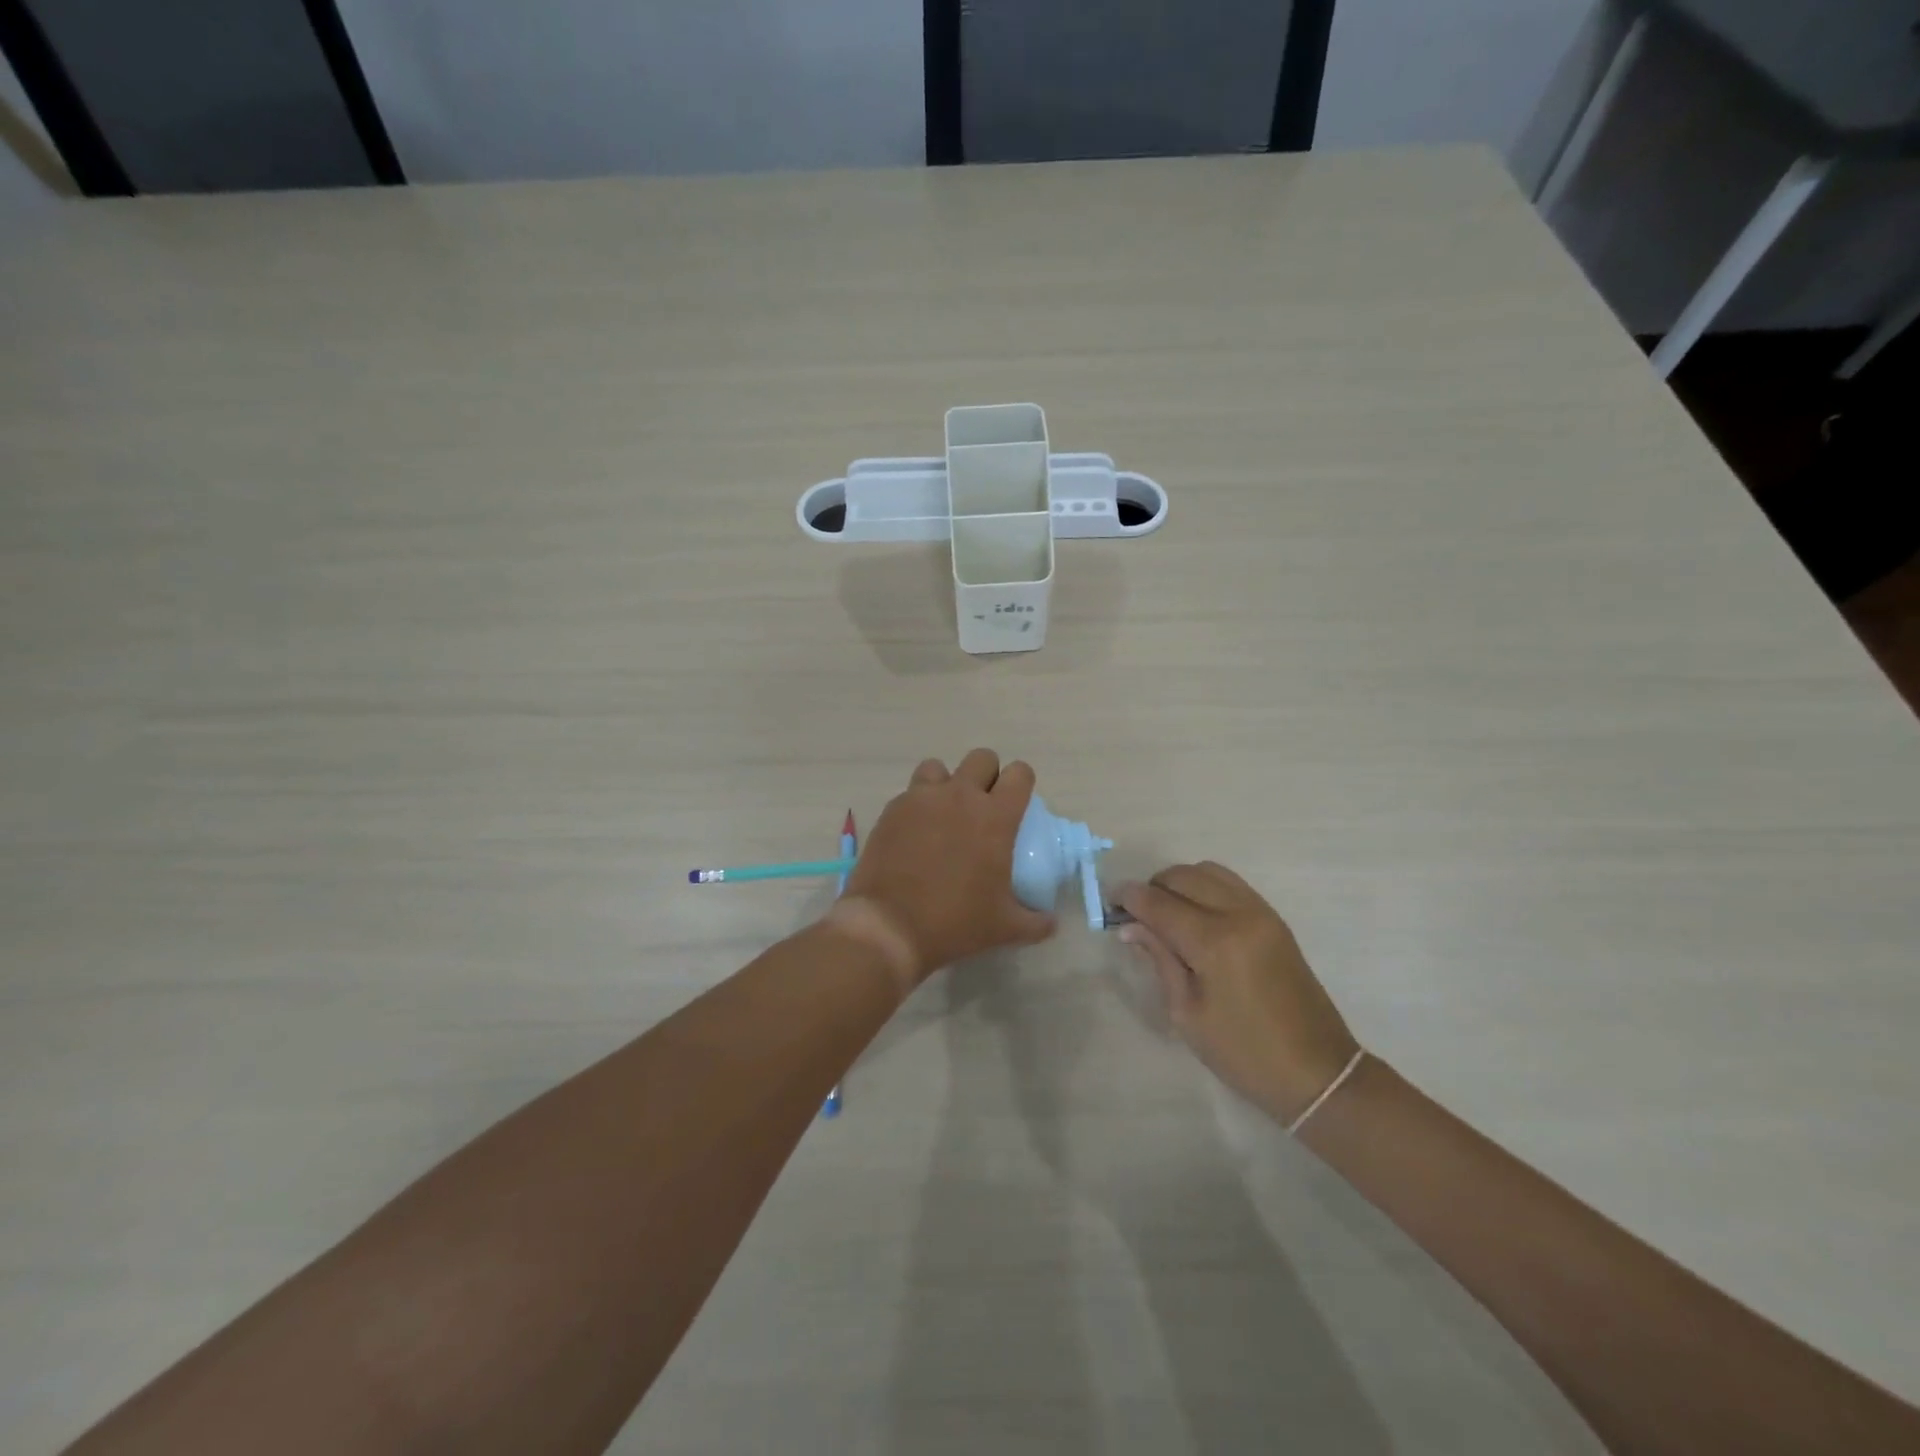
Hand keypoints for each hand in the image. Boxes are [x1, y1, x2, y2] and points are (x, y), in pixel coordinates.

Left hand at [839, 750, 1055, 984]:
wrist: (889, 926)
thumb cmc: (955, 922)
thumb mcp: (1004, 928)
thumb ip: (1035, 922)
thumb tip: (1051, 923)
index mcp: (995, 817)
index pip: (1020, 773)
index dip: (1022, 784)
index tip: (1017, 804)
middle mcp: (960, 796)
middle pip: (982, 758)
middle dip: (987, 776)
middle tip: (983, 807)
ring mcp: (922, 798)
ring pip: (939, 767)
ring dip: (946, 783)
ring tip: (944, 813)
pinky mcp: (893, 809)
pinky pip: (910, 792)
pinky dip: (918, 805)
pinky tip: (915, 833)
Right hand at [1118, 863, 1358, 1124]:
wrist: (1317, 1072)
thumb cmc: (1244, 1054)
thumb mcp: (1187, 1014)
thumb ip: (1160, 960)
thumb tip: (1131, 927)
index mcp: (1214, 943)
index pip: (1159, 903)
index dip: (1128, 898)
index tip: (1109, 903)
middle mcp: (1239, 915)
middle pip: (1182, 876)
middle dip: (1152, 887)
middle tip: (1136, 914)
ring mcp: (1261, 913)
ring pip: (1208, 871)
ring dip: (1179, 882)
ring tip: (1166, 912)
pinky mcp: (1274, 919)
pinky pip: (1230, 884)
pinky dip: (1205, 887)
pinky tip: (1195, 914)